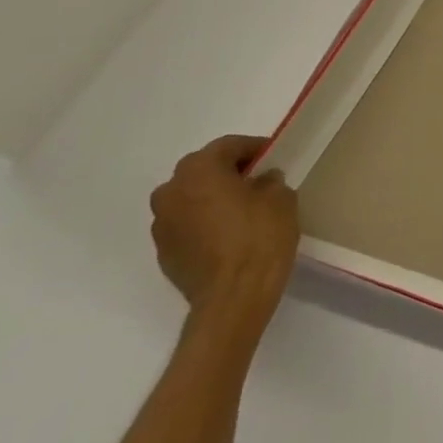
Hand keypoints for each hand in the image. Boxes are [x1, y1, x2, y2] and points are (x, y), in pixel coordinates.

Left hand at [149, 135, 299, 332]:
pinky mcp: (164, 252)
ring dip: (213, 198)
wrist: (234, 296)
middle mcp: (171, 192)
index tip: (274, 156)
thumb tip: (262, 180)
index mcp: (199, 171)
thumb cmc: (260, 237)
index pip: (228, 146)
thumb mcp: (281, 199)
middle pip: (203, 170)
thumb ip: (270, 182)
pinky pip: (187, 225)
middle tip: (258, 181)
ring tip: (243, 210)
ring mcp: (162, 224)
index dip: (254, 148)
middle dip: (229, 172)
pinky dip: (205, 223)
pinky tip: (229, 236)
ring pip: (191, 198)